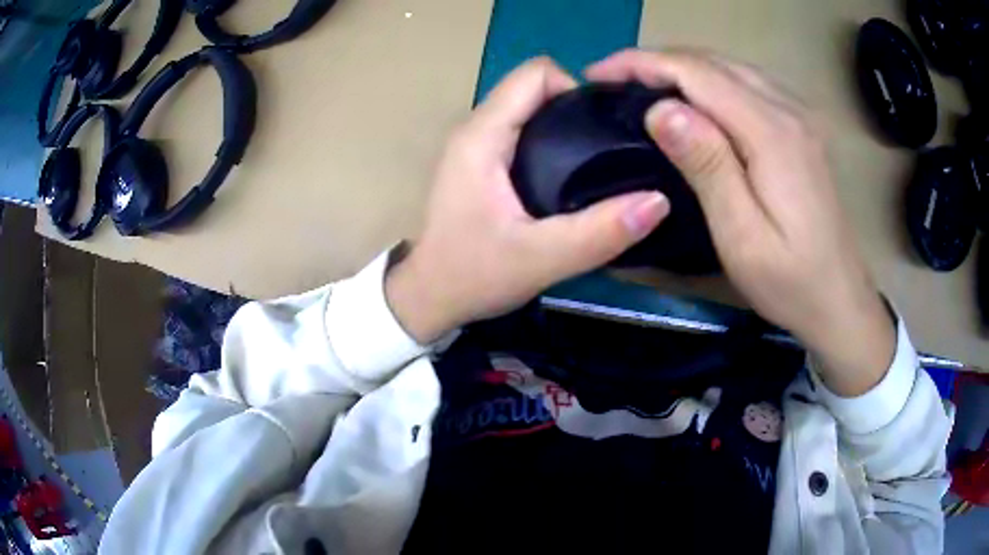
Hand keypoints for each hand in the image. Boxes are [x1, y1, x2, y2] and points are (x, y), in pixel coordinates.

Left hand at [386, 58, 669, 343]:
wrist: (431, 298)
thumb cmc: (473, 275)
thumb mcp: (542, 259)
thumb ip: (600, 232)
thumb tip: (659, 201)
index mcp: (482, 135)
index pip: (536, 74)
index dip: (577, 89)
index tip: (604, 130)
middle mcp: (476, 128)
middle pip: (536, 88)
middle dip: (578, 108)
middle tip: (609, 150)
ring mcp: (477, 144)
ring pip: (531, 109)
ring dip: (567, 126)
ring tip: (596, 163)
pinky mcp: (482, 162)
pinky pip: (524, 131)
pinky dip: (553, 142)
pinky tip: (572, 175)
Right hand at [586, 50, 895, 396]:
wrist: (840, 299)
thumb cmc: (790, 281)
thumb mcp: (742, 236)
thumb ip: (707, 166)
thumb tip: (661, 109)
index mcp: (773, 133)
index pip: (698, 74)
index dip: (643, 64)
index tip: (597, 73)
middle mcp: (788, 109)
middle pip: (713, 62)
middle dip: (657, 61)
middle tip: (612, 79)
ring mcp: (799, 115)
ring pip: (730, 67)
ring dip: (682, 67)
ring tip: (642, 83)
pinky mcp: (801, 127)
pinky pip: (748, 82)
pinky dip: (710, 78)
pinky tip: (694, 96)